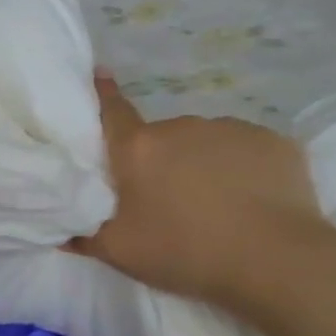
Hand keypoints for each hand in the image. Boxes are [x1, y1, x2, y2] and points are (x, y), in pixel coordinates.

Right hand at [68, 72, 322, 305]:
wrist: (275, 261)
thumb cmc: (185, 252)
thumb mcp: (121, 253)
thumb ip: (85, 237)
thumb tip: (60, 231)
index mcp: (139, 148)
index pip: (113, 110)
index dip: (103, 94)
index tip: (98, 74)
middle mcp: (181, 126)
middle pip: (160, 139)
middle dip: (160, 161)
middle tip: (167, 201)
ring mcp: (231, 129)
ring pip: (205, 143)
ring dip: (201, 164)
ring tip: (215, 206)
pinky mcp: (274, 142)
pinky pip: (245, 151)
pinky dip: (242, 170)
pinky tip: (252, 202)